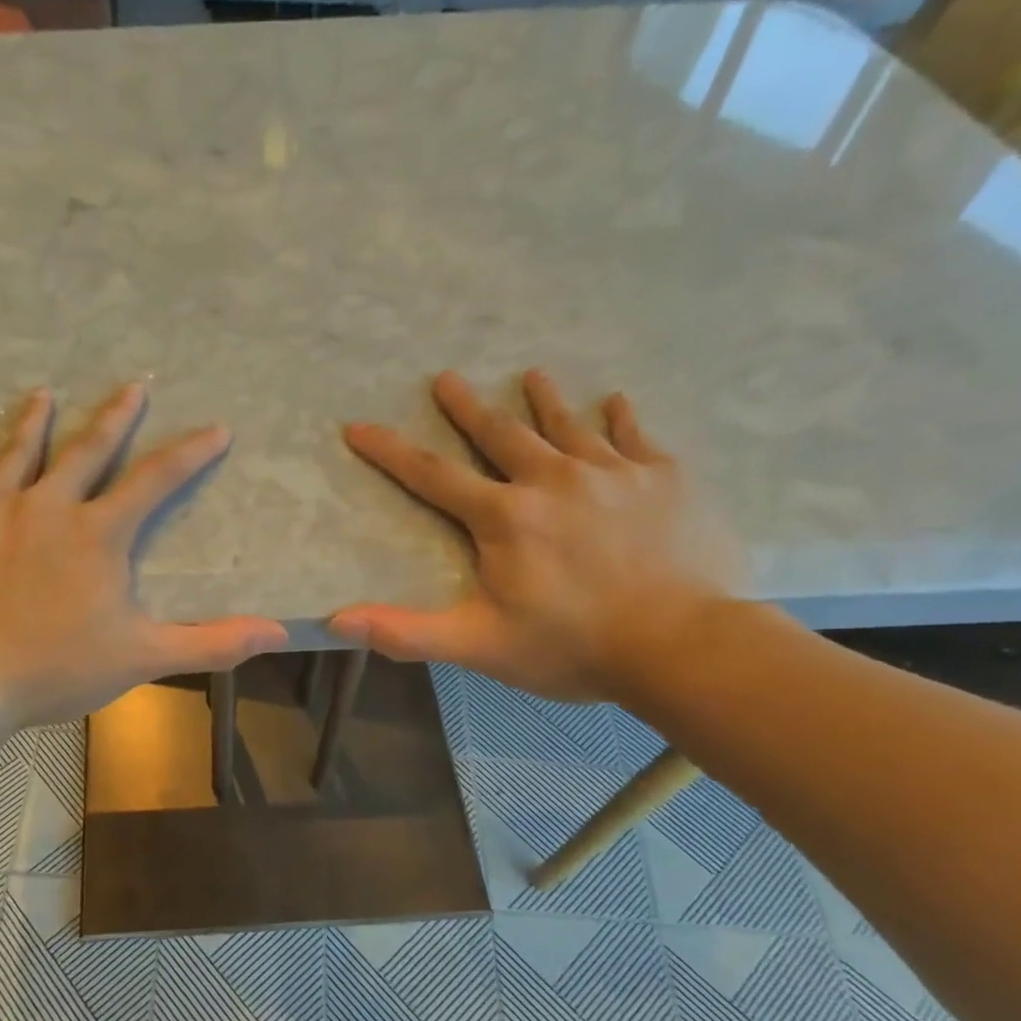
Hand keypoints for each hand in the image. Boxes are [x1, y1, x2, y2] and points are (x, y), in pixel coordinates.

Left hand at [0, 384, 287, 729]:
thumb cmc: (53, 670)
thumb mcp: (142, 658)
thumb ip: (211, 643)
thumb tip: (279, 632)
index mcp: (97, 534)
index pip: (156, 481)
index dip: (191, 453)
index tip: (216, 428)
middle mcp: (45, 506)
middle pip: (87, 450)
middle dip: (116, 417)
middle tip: (133, 386)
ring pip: (17, 452)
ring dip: (33, 420)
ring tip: (42, 393)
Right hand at [331, 369, 743, 701]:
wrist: (682, 645)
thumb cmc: (571, 646)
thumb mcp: (478, 645)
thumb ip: (407, 632)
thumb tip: (338, 621)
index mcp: (504, 517)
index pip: (432, 475)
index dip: (390, 451)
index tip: (359, 425)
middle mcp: (551, 480)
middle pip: (500, 433)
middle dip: (466, 406)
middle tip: (446, 377)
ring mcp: (611, 473)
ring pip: (567, 425)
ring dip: (543, 399)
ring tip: (531, 374)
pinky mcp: (663, 479)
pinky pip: (635, 437)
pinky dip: (621, 418)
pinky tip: (616, 402)